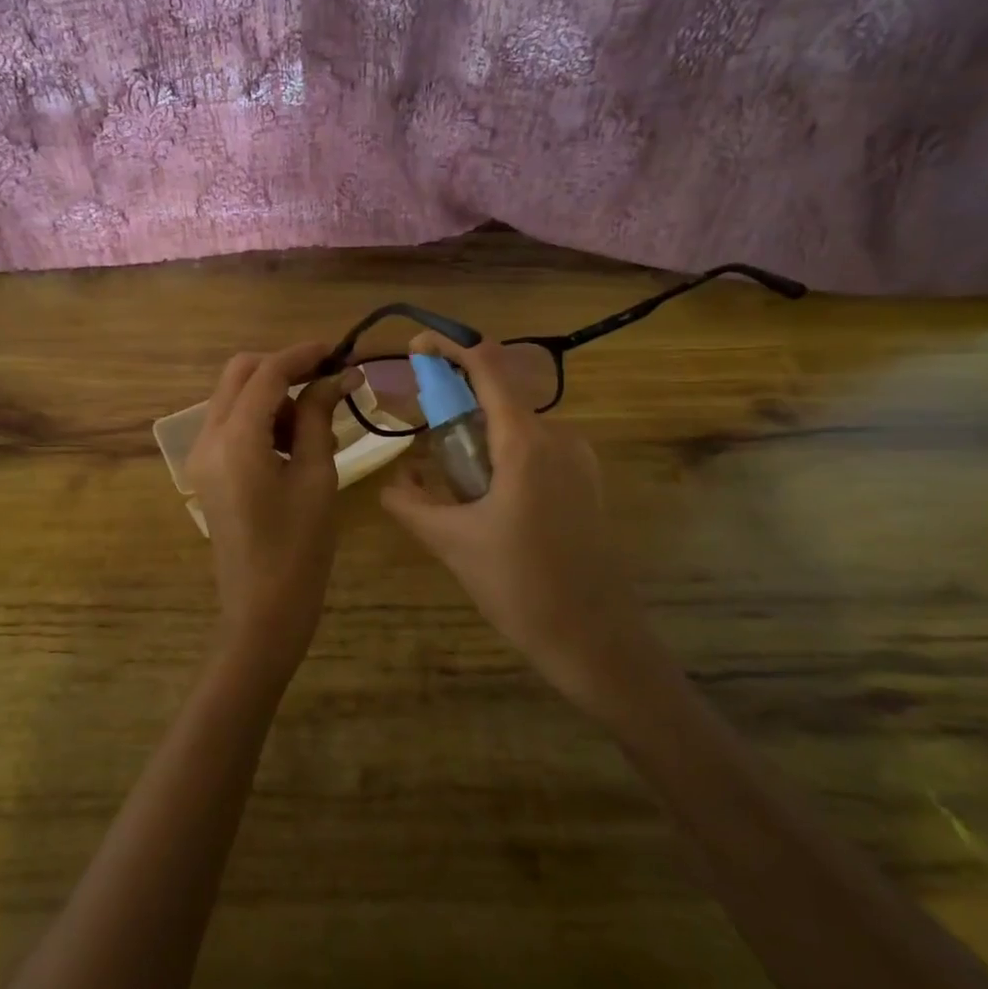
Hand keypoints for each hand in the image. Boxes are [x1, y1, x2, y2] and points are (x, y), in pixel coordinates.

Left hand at [184, 342, 348, 685]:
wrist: (262, 611)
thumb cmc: (299, 548)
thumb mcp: (317, 477)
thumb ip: (319, 417)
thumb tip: (337, 375)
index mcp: (236, 438)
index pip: (267, 374)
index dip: (302, 354)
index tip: (338, 350)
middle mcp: (208, 438)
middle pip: (240, 374)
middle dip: (283, 368)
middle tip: (326, 380)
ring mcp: (202, 455)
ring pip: (235, 397)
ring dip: (274, 395)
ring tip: (317, 426)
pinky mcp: (208, 471)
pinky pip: (232, 425)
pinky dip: (262, 419)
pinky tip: (296, 444)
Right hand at [380, 335, 644, 716]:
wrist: (597, 641)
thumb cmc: (521, 586)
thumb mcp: (452, 542)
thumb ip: (412, 503)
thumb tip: (390, 482)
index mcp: (527, 442)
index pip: (489, 366)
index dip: (451, 347)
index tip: (417, 347)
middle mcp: (559, 438)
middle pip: (500, 396)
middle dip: (455, 402)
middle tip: (419, 431)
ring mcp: (578, 461)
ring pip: (516, 427)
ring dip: (477, 435)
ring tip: (443, 474)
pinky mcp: (585, 485)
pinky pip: (534, 451)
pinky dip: (500, 456)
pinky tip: (480, 495)